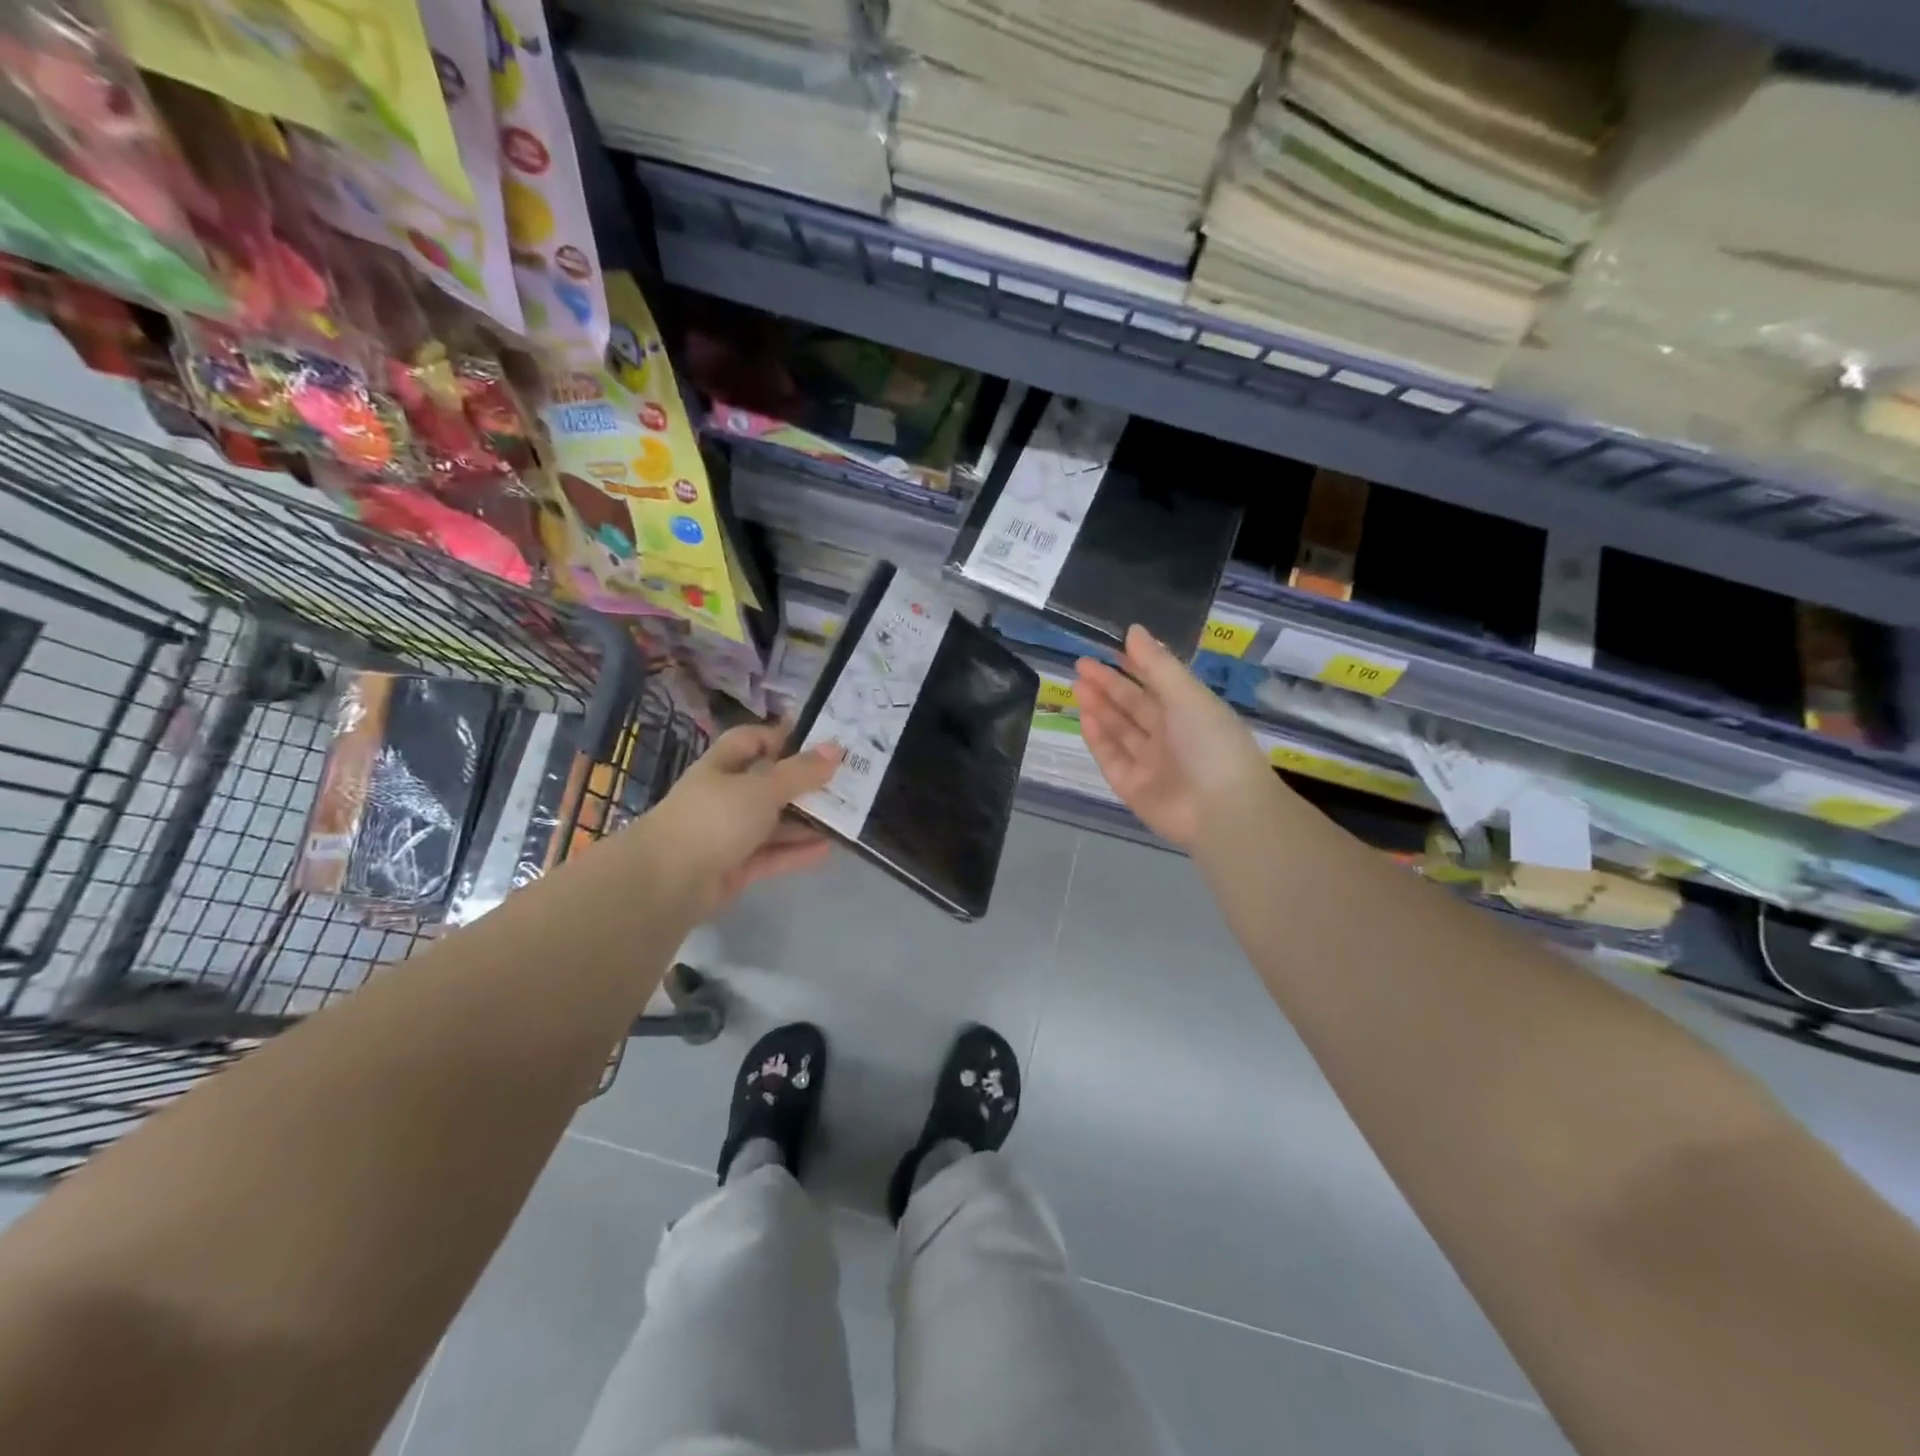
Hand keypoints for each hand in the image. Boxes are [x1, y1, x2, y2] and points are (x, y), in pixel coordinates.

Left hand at [640, 724, 841, 916]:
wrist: (668, 882)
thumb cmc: (715, 817)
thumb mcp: (762, 787)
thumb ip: (801, 771)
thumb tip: (835, 748)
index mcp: (722, 766)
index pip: (752, 740)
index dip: (782, 736)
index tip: (821, 740)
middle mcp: (724, 796)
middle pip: (768, 783)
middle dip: (804, 782)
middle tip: (846, 780)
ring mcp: (728, 834)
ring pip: (773, 822)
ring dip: (805, 820)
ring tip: (845, 816)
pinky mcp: (735, 868)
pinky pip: (772, 854)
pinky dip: (797, 851)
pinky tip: (828, 849)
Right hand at [1074, 625, 1274, 847]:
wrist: (1221, 810)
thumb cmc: (1211, 743)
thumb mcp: (1187, 695)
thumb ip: (1156, 664)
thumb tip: (1133, 630)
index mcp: (1191, 712)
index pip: (1157, 684)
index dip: (1134, 666)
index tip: (1109, 648)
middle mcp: (1170, 736)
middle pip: (1134, 706)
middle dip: (1108, 685)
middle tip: (1081, 665)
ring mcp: (1150, 763)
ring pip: (1119, 730)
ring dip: (1099, 707)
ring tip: (1077, 684)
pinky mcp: (1132, 788)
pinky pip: (1111, 758)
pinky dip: (1098, 738)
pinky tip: (1085, 717)